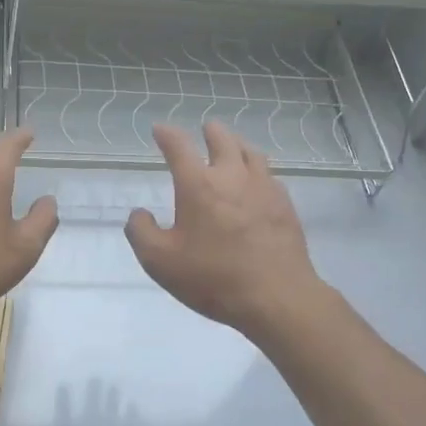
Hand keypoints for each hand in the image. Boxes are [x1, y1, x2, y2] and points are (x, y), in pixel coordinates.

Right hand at [125, 122, 322, 338]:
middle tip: (204, 129)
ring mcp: (264, 188)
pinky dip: (257, 170)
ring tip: (232, 147)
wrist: (276, 297)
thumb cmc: (213, 278)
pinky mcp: (285, 205)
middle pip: (222, 139)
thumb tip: (139, 213)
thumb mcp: (159, 261)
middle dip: (210, 131)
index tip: (159, 130)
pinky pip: (269, 175)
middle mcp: (232, 176)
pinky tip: (257, 182)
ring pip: (251, 152)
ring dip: (237, 144)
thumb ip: (141, 232)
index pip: (179, 147)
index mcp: (198, 185)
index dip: (167, 135)